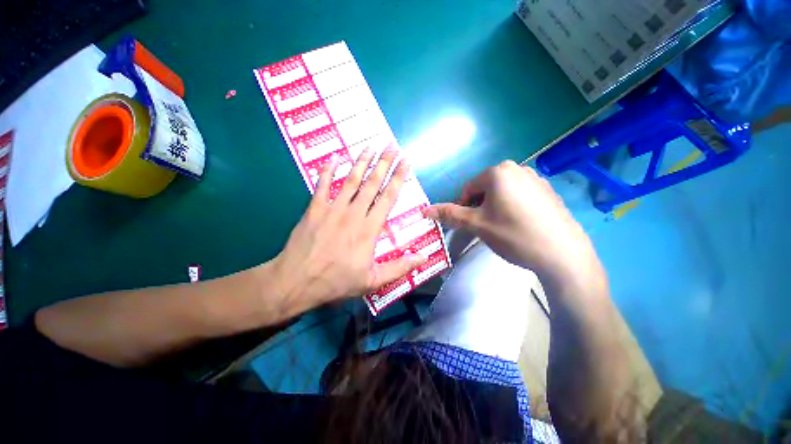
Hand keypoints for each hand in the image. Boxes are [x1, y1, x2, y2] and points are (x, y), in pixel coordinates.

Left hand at [270, 149, 425, 315]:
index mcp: (369, 229)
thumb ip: (399, 267)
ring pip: (350, 180)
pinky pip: (322, 185)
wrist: (297, 281)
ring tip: (370, 147)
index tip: (405, 163)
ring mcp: (333, 209)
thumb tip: (424, 258)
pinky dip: (328, 170)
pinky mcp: (315, 209)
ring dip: (361, 162)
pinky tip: (334, 157)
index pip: (388, 198)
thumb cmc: (337, 281)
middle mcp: (354, 213)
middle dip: (384, 163)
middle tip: (392, 146)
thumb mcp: (373, 280)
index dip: (398, 178)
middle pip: (372, 183)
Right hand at [424, 161, 600, 285]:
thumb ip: (450, 214)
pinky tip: (519, 224)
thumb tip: (424, 210)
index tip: (467, 224)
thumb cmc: (513, 234)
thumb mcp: (477, 224)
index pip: (468, 188)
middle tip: (483, 226)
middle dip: (479, 206)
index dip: (463, 206)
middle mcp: (518, 168)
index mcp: (498, 172)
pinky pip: (519, 195)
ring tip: (501, 226)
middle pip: (486, 188)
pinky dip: (512, 206)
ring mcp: (536, 178)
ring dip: (494, 206)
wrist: (562, 254)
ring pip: (502, 192)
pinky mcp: (548, 190)